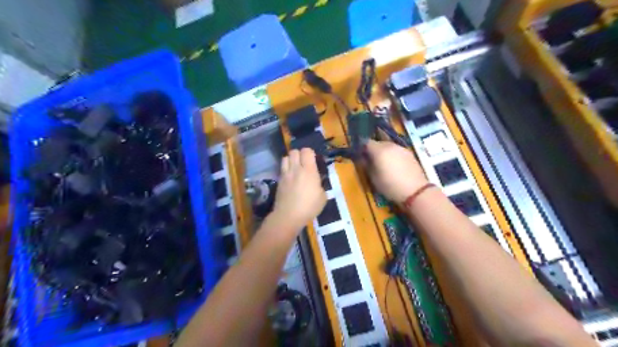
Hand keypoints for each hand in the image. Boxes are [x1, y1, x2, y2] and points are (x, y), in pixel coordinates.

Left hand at [271, 148, 326, 231]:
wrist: (288, 216)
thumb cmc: (309, 207)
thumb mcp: (322, 197)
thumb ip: (320, 185)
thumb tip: (317, 182)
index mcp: (309, 171)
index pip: (307, 151)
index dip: (310, 153)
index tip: (314, 160)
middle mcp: (296, 169)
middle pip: (294, 151)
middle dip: (300, 154)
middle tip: (304, 163)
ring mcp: (286, 174)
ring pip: (285, 157)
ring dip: (291, 160)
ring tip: (295, 167)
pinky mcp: (279, 180)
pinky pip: (282, 168)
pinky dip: (286, 169)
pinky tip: (290, 177)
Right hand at [363, 138, 427, 203]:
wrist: (415, 191)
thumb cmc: (390, 186)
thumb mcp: (373, 178)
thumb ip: (367, 165)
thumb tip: (364, 158)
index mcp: (379, 150)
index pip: (366, 142)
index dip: (362, 147)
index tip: (360, 154)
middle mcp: (390, 145)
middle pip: (378, 142)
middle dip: (374, 148)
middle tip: (371, 159)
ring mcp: (401, 148)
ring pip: (389, 145)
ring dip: (384, 151)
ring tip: (384, 162)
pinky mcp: (410, 153)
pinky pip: (397, 150)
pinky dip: (393, 154)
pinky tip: (394, 165)